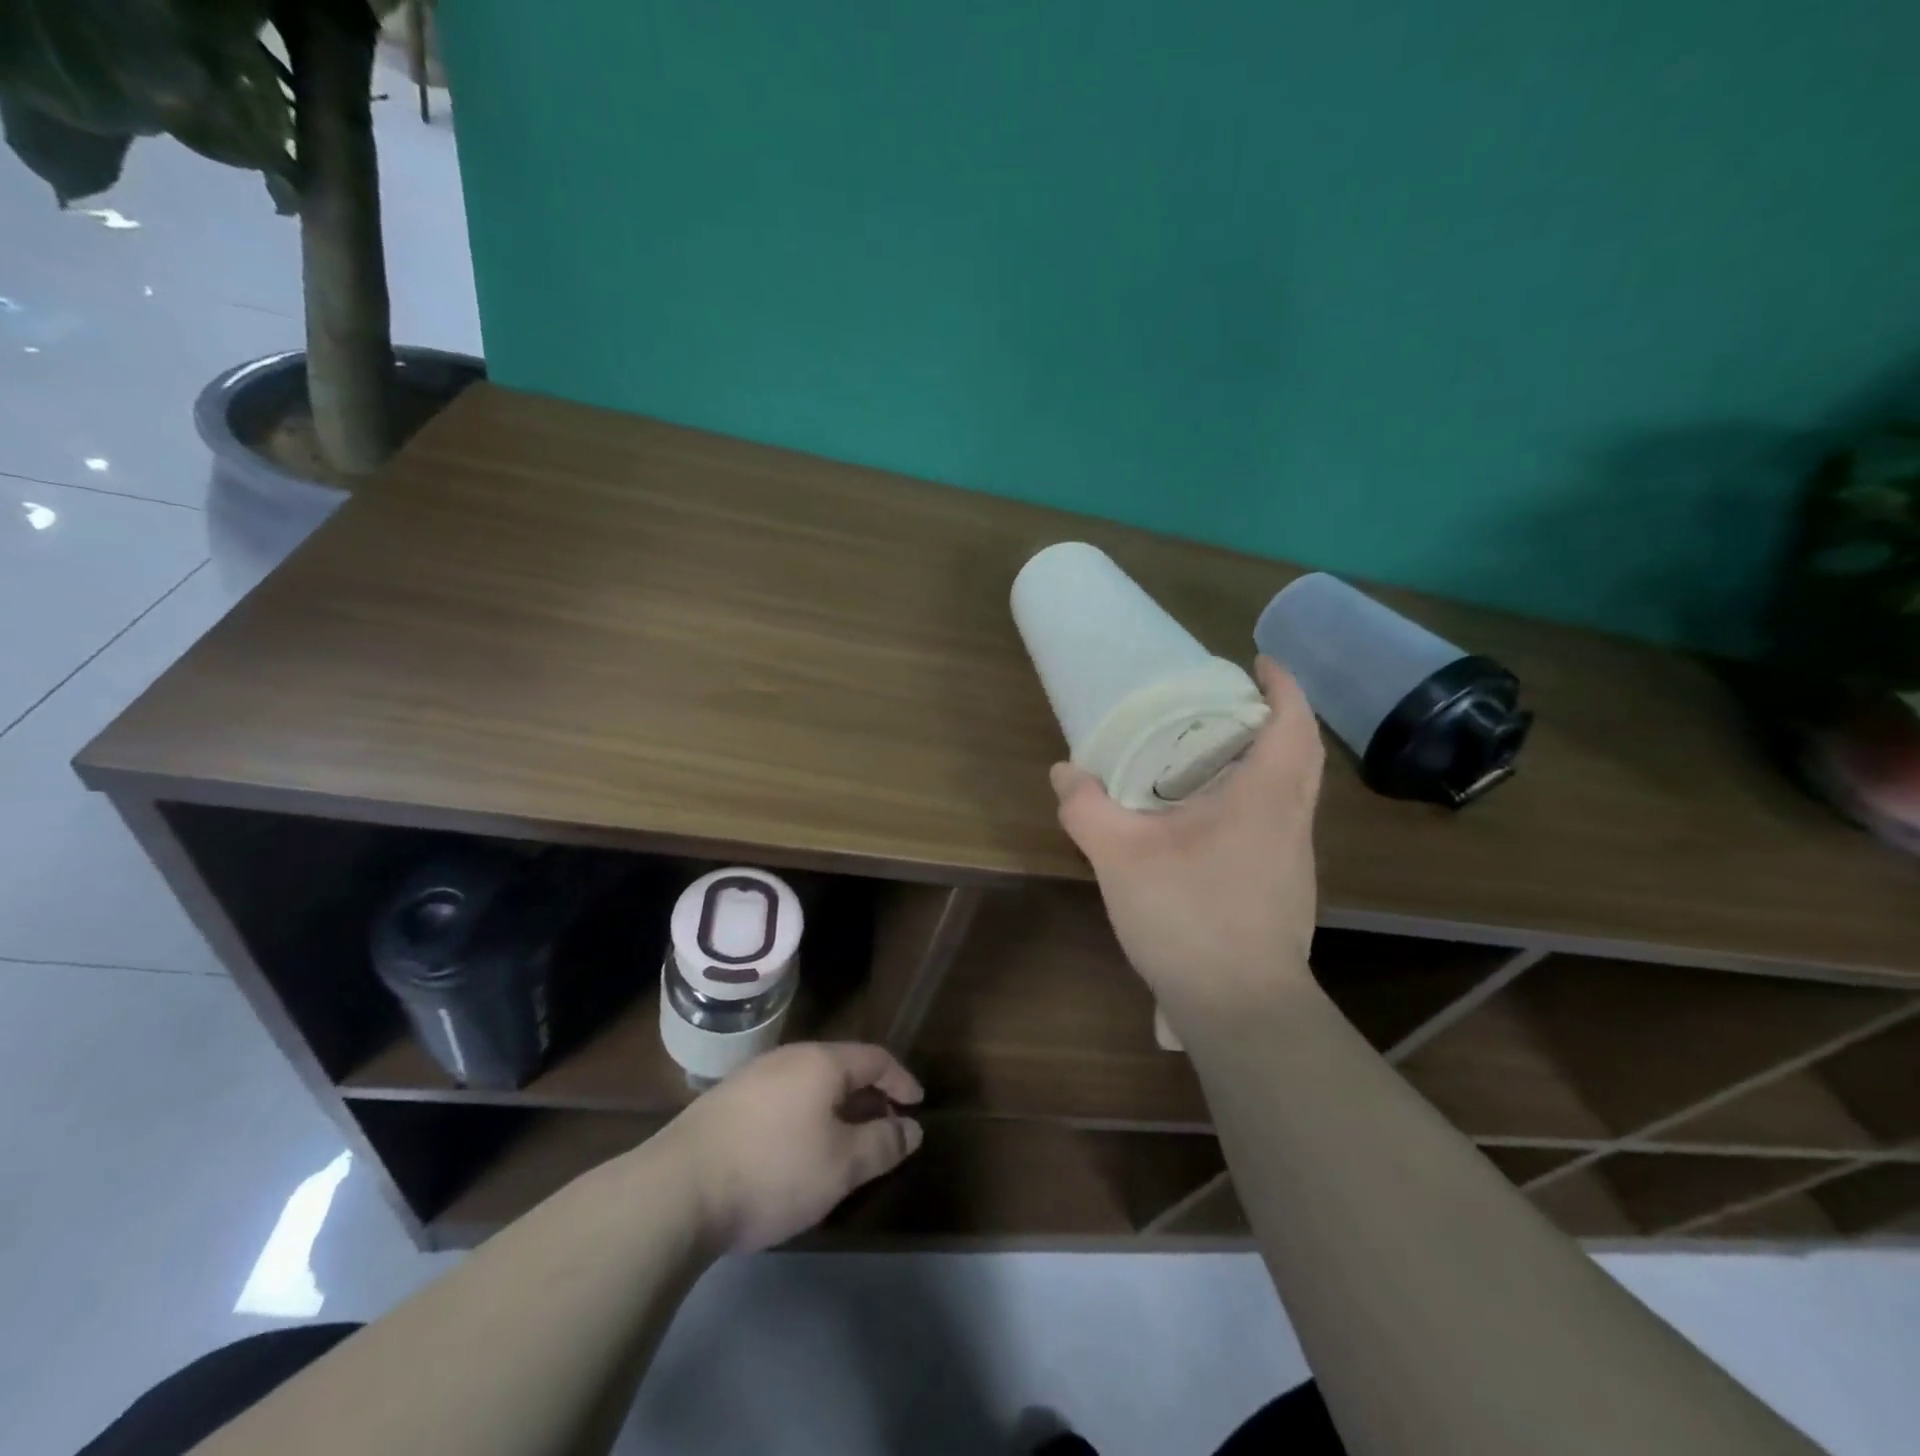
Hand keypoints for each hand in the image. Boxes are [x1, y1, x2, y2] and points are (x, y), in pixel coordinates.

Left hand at [655, 1042, 924, 1252]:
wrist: (676, 1191)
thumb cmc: (772, 1170)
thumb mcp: (841, 1165)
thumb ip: (883, 1143)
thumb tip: (913, 1129)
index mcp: (821, 1062)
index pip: (875, 1058)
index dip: (901, 1080)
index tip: (918, 1105)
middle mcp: (788, 1058)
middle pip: (841, 1067)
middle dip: (869, 1095)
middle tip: (887, 1127)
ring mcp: (752, 1078)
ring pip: (809, 1084)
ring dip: (837, 1107)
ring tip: (846, 1142)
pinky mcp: (726, 1103)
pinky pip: (783, 1099)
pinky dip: (806, 1116)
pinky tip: (799, 1150)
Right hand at [1051, 657, 1324, 1031]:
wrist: (1240, 1009)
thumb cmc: (1189, 916)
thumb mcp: (1121, 856)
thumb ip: (1087, 808)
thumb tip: (1064, 771)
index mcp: (1266, 797)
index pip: (1293, 723)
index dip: (1283, 685)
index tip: (1261, 662)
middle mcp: (1292, 821)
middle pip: (1302, 754)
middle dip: (1276, 719)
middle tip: (1230, 706)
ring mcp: (1295, 861)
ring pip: (1294, 793)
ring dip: (1269, 762)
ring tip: (1217, 758)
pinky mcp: (1286, 891)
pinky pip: (1279, 824)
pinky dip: (1258, 802)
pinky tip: (1211, 823)